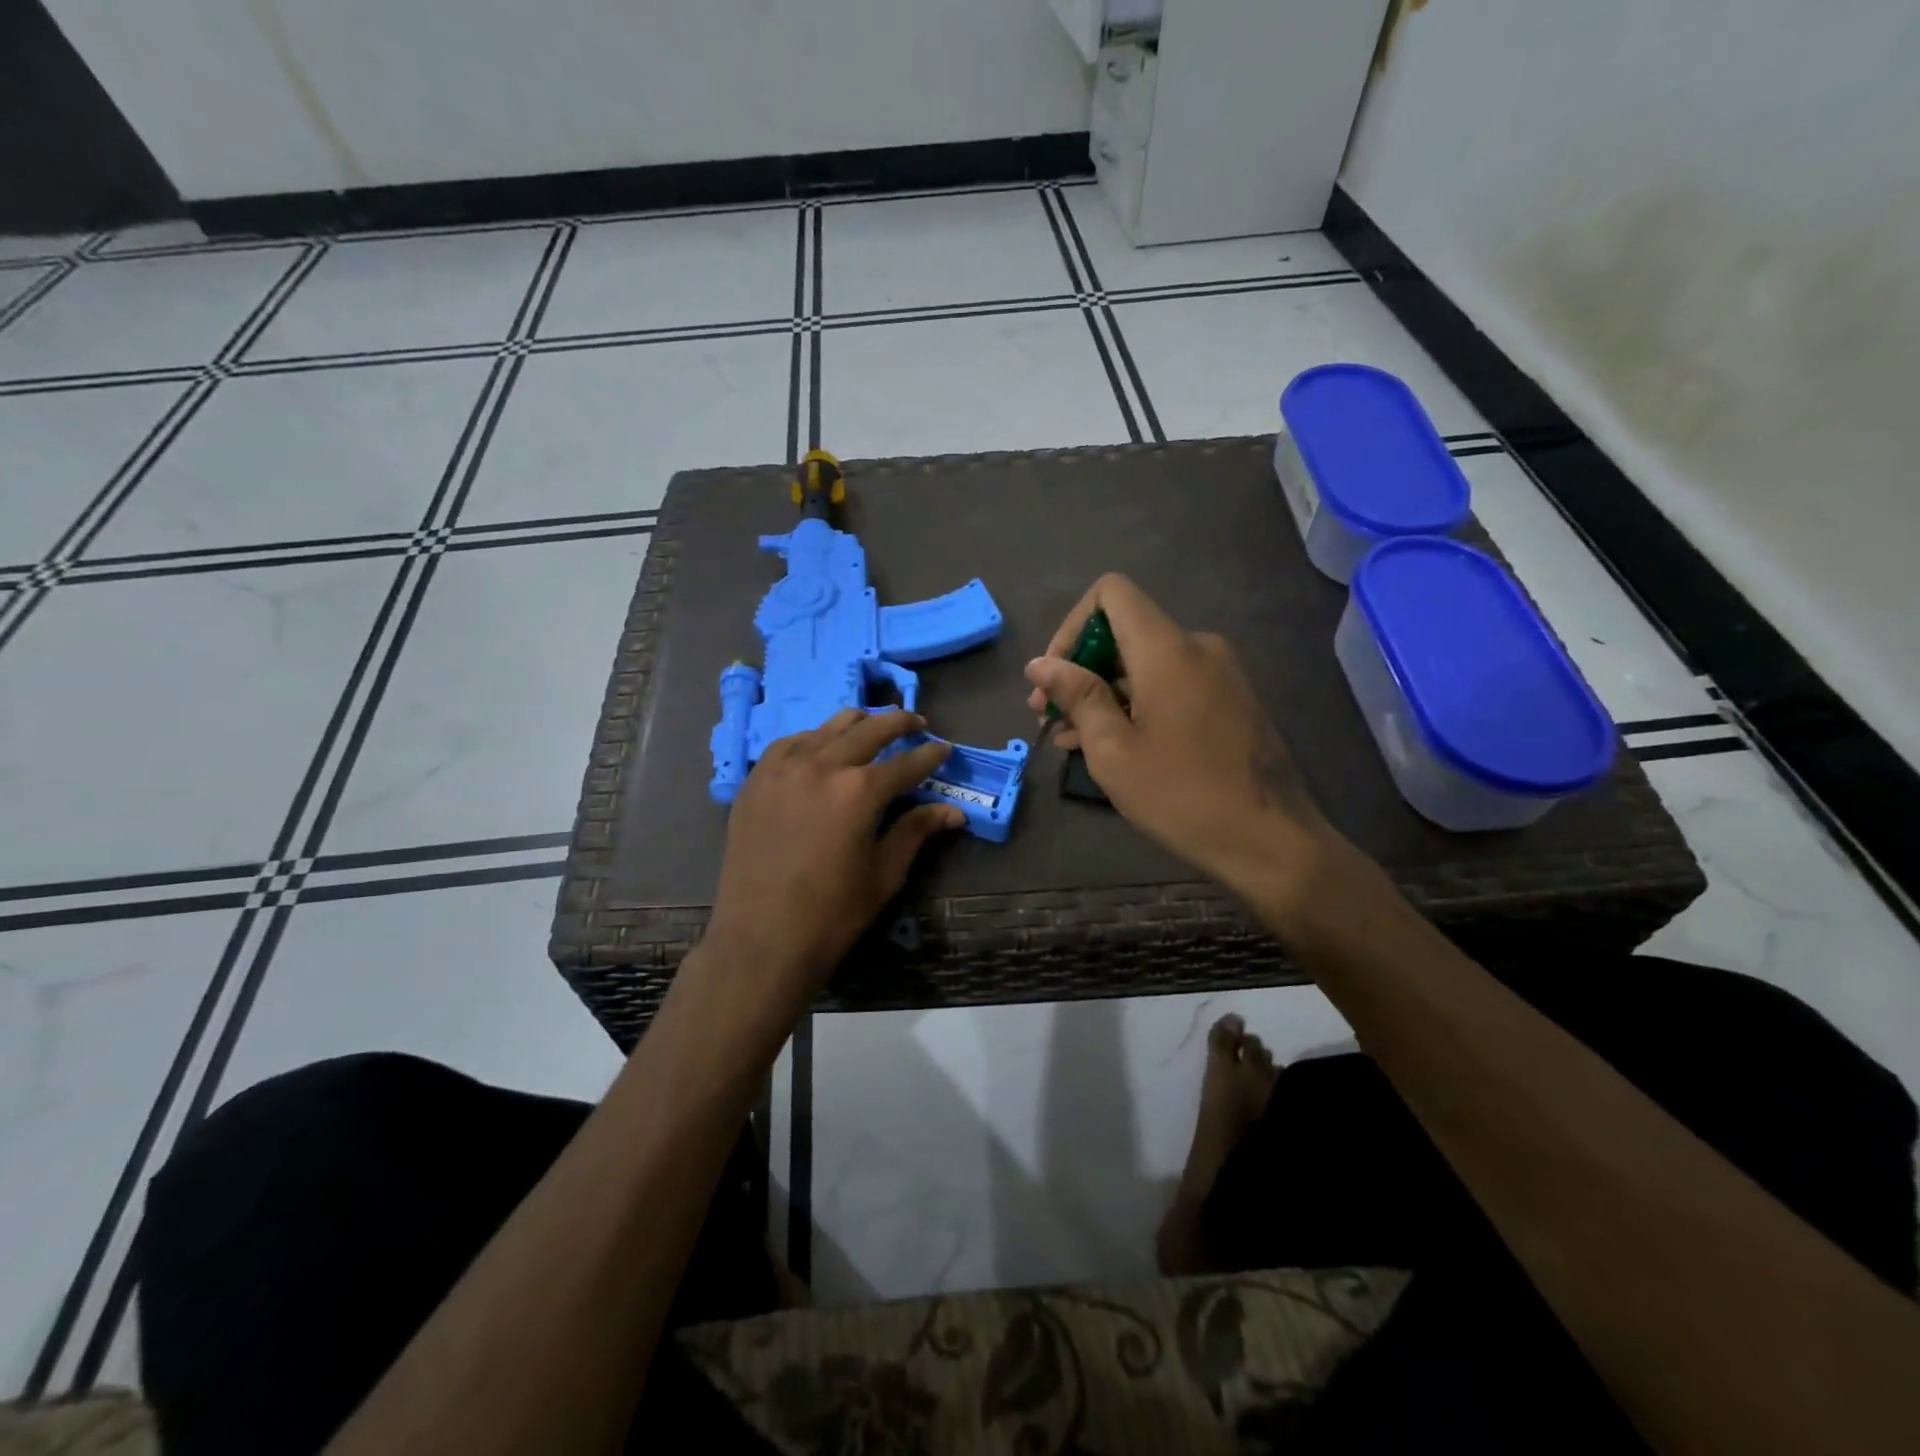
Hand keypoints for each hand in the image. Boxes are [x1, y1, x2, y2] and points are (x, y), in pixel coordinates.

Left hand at [701, 709, 962, 1018]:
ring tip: (872, 726)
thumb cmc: (832, 913)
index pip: (907, 762)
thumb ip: (916, 831)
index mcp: (860, 791)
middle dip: (899, 723)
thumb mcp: (884, 873)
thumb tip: (954, 811)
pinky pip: (789, 743)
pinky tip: (820, 746)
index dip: (931, 755)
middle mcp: (822, 765)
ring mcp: (783, 768)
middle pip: (869, 729)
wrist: (761, 938)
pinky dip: (813, 738)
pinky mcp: (756, 780)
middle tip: (916, 723)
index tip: (944, 748)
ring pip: (827, 728)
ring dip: (856, 723)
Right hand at [1025, 574, 1338, 909]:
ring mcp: (1219, 674)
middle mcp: (1197, 647)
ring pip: (1144, 664)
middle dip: (1079, 668)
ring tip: (1068, 737)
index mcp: (1167, 649)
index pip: (1111, 593)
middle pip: (1124, 631)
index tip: (1055, 678)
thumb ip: (1077, 695)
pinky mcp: (1229, 700)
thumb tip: (1041, 664)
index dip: (1072, 626)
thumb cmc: (1181, 795)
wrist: (1271, 840)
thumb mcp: (1113, 749)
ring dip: (1102, 693)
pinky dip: (1134, 704)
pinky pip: (1170, 685)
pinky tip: (1108, 743)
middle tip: (1046, 715)